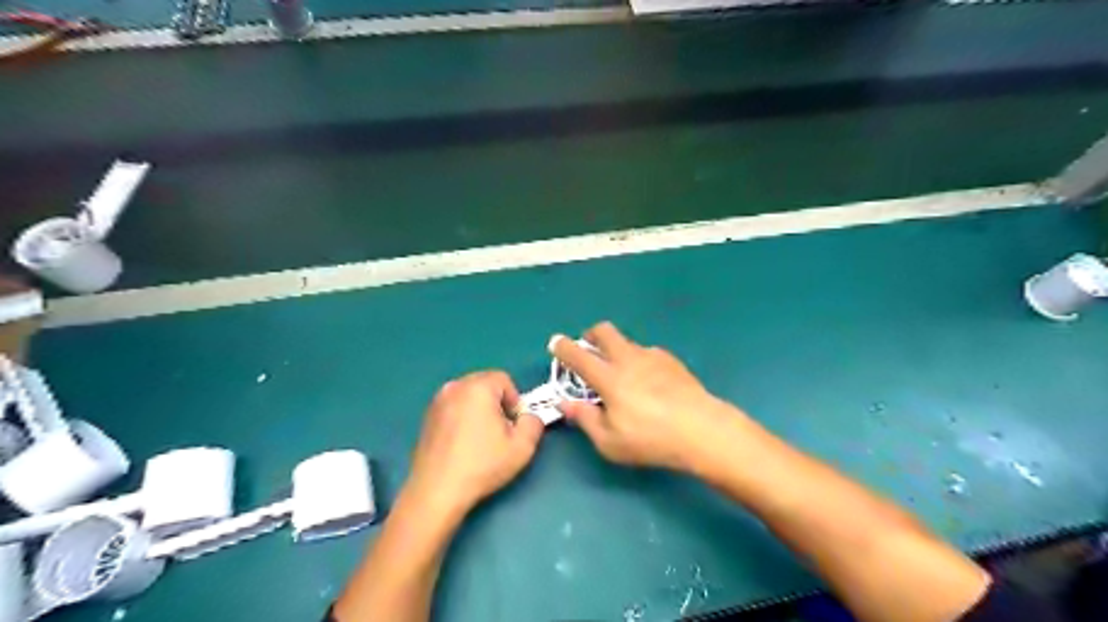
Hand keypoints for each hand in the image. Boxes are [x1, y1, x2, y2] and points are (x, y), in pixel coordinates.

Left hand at [405, 371, 544, 517]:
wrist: (437, 491)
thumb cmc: (482, 465)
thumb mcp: (522, 447)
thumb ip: (534, 423)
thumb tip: (529, 417)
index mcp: (478, 388)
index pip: (504, 379)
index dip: (515, 400)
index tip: (513, 425)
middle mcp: (455, 387)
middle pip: (485, 384)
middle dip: (497, 403)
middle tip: (501, 432)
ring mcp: (437, 402)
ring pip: (468, 396)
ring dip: (479, 410)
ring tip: (482, 439)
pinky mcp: (427, 417)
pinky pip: (454, 408)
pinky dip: (463, 418)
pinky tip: (463, 444)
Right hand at [553, 323, 742, 473]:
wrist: (702, 429)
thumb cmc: (651, 439)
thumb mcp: (610, 441)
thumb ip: (585, 419)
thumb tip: (565, 403)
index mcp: (609, 378)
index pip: (579, 356)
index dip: (563, 348)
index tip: (555, 343)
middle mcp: (629, 359)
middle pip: (605, 331)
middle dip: (591, 334)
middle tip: (588, 348)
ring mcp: (653, 357)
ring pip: (627, 342)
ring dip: (617, 350)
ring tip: (622, 374)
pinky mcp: (672, 361)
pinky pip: (648, 353)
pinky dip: (639, 360)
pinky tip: (648, 381)